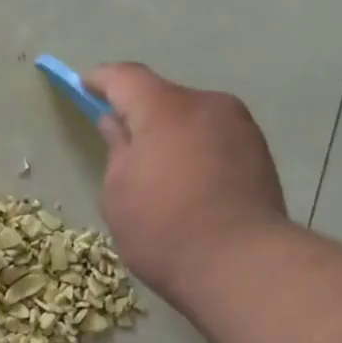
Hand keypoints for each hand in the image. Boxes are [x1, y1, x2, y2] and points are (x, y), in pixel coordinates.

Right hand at [85, 62, 288, 305]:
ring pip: (191, 117)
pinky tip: (186, 184)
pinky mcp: (258, 151)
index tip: (83, 86)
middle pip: (162, 97)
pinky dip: (193, 149)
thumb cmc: (163, 230)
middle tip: (119, 143)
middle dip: (138, 112)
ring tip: (156, 171)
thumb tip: (115, 123)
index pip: (126, 78)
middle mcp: (207, 105)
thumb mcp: (118, 193)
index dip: (101, 79)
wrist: (241, 264)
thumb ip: (117, 148)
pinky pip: (213, 137)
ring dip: (169, 133)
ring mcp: (239, 126)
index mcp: (165, 110)